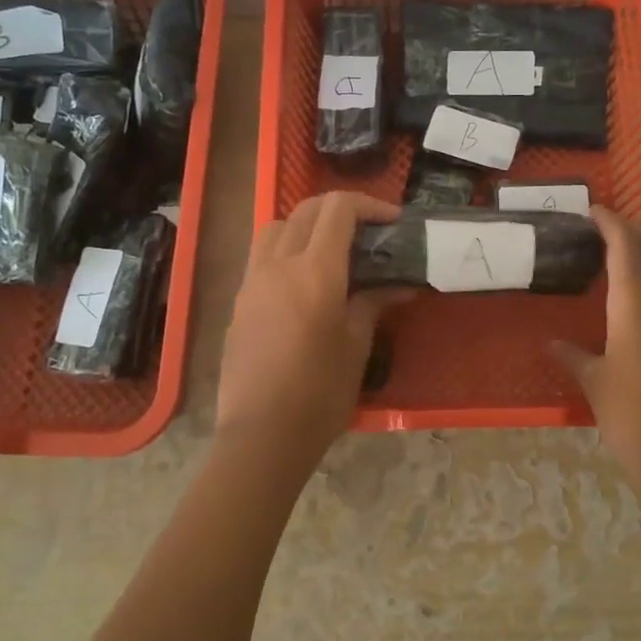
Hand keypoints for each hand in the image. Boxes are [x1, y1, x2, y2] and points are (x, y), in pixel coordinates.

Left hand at [216, 192, 413, 477]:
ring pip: (277, 226)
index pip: (338, 210)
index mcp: (315, 272)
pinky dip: (286, 247)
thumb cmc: (319, 394)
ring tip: (331, 249)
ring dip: (307, 224)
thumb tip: (401, 285)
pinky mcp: (239, 300)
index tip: (392, 221)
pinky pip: (262, 255)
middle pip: (306, 210)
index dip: (369, 205)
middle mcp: (279, 264)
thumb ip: (373, 304)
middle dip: (340, 209)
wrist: (261, 434)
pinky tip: (303, 279)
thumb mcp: (356, 346)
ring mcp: (253, 280)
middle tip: (368, 230)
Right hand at [553, 207, 640, 498]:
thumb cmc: (635, 415)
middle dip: (635, 228)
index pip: (625, 243)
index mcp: (637, 302)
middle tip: (605, 233)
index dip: (609, 221)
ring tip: (620, 259)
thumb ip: (573, 356)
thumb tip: (552, 344)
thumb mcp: (595, 384)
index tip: (592, 211)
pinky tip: (638, 299)